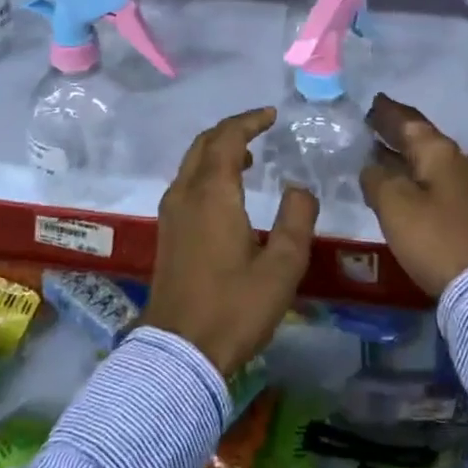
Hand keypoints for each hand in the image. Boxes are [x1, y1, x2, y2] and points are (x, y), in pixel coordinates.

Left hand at [145, 107, 318, 377]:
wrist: (179, 353)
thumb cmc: (235, 308)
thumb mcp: (282, 267)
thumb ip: (296, 219)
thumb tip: (299, 188)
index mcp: (212, 194)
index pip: (227, 139)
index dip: (249, 121)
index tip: (271, 115)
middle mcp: (186, 194)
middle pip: (204, 144)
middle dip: (232, 130)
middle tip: (260, 127)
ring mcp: (172, 213)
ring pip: (192, 163)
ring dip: (218, 150)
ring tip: (249, 156)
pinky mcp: (168, 232)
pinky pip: (187, 182)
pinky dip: (207, 170)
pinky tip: (228, 192)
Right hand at [360, 93, 467, 297]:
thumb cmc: (433, 237)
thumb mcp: (393, 204)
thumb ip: (376, 177)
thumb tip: (373, 166)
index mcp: (440, 152)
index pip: (409, 121)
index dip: (388, 112)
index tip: (373, 102)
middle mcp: (458, 160)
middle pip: (422, 138)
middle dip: (397, 130)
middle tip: (373, 123)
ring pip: (430, 159)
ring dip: (405, 153)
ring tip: (381, 152)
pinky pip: (437, 179)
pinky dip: (416, 173)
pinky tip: (404, 183)